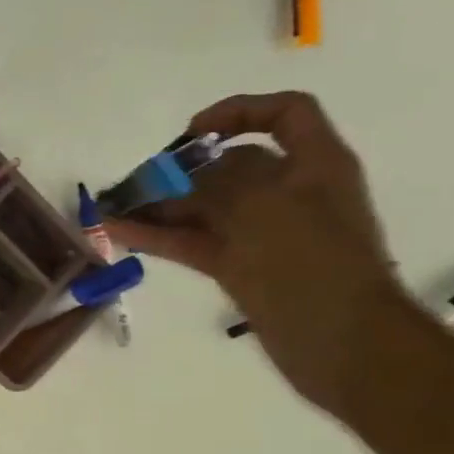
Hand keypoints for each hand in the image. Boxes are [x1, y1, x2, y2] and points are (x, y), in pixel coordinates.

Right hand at [106, 91, 412, 411]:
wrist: (341, 341)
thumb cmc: (310, 260)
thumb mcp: (260, 204)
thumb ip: (217, 181)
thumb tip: (184, 178)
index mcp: (314, 164)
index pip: (284, 114)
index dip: (238, 111)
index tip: (192, 133)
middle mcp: (290, 192)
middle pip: (230, 165)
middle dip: (181, 170)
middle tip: (136, 182)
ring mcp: (264, 233)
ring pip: (205, 207)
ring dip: (161, 205)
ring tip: (113, 210)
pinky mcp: (242, 268)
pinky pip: (195, 242)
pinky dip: (161, 236)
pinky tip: (122, 233)